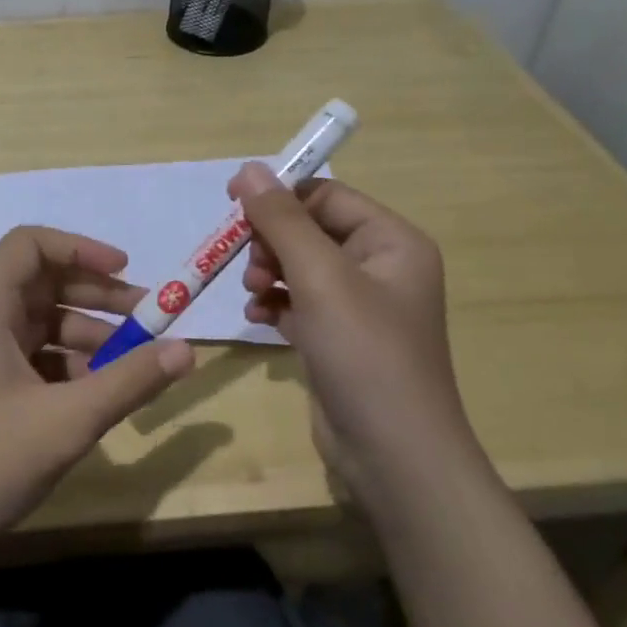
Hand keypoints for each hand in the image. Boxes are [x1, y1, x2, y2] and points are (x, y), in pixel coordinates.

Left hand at [0, 226, 193, 561]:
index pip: (31, 245)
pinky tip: (97, 394)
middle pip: (43, 283)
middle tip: (148, 316)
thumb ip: (130, 381)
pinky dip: (68, 365)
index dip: (80, 248)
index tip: (126, 270)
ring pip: (41, 323)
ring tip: (132, 363)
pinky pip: (33, 357)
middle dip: (97, 295)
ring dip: (88, 335)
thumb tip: (187, 350)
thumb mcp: (68, 420)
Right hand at [226, 161, 475, 495]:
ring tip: (252, 294)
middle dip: (271, 241)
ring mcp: (359, 306)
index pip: (326, 196)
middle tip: (248, 266)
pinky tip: (257, 318)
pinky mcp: (338, 338)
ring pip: (298, 266)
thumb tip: (249, 169)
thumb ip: (281, 220)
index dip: (279, 197)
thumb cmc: (364, 353)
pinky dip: (274, 303)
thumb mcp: (320, 277)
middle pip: (309, 229)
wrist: (393, 456)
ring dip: (267, 272)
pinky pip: (298, 302)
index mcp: (391, 242)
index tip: (232, 205)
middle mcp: (380, 267)